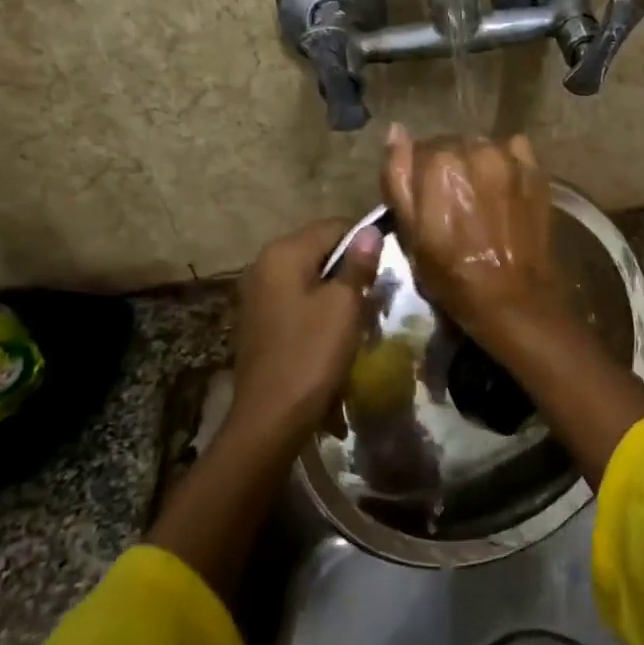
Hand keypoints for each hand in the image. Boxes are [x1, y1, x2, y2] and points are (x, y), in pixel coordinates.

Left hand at [229, 218, 382, 451]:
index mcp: (283, 253)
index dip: (364, 242)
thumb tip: (369, 230)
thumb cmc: (312, 355)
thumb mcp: (344, 306)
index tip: (386, 268)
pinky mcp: (259, 320)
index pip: (333, 226)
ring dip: (335, 289)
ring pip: (308, 276)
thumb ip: (358, 264)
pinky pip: (296, 299)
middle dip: (349, 267)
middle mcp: (263, 264)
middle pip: (319, 250)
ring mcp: (257, 293)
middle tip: (376, 295)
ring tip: (359, 315)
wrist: (270, 417)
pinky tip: (333, 332)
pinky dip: (317, 307)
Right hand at [381, 124, 563, 347]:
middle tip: (453, 204)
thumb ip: (398, 175)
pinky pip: (512, 150)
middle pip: (451, 145)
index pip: (418, 150)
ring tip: (479, 198)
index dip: (419, 176)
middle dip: (448, 168)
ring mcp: (507, 157)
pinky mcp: (534, 169)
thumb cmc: (450, 272)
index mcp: (437, 163)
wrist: (509, 295)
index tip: (426, 201)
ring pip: (480, 147)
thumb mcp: (409, 231)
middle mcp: (473, 149)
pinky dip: (505, 162)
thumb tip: (396, 130)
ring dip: (476, 164)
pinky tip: (503, 189)